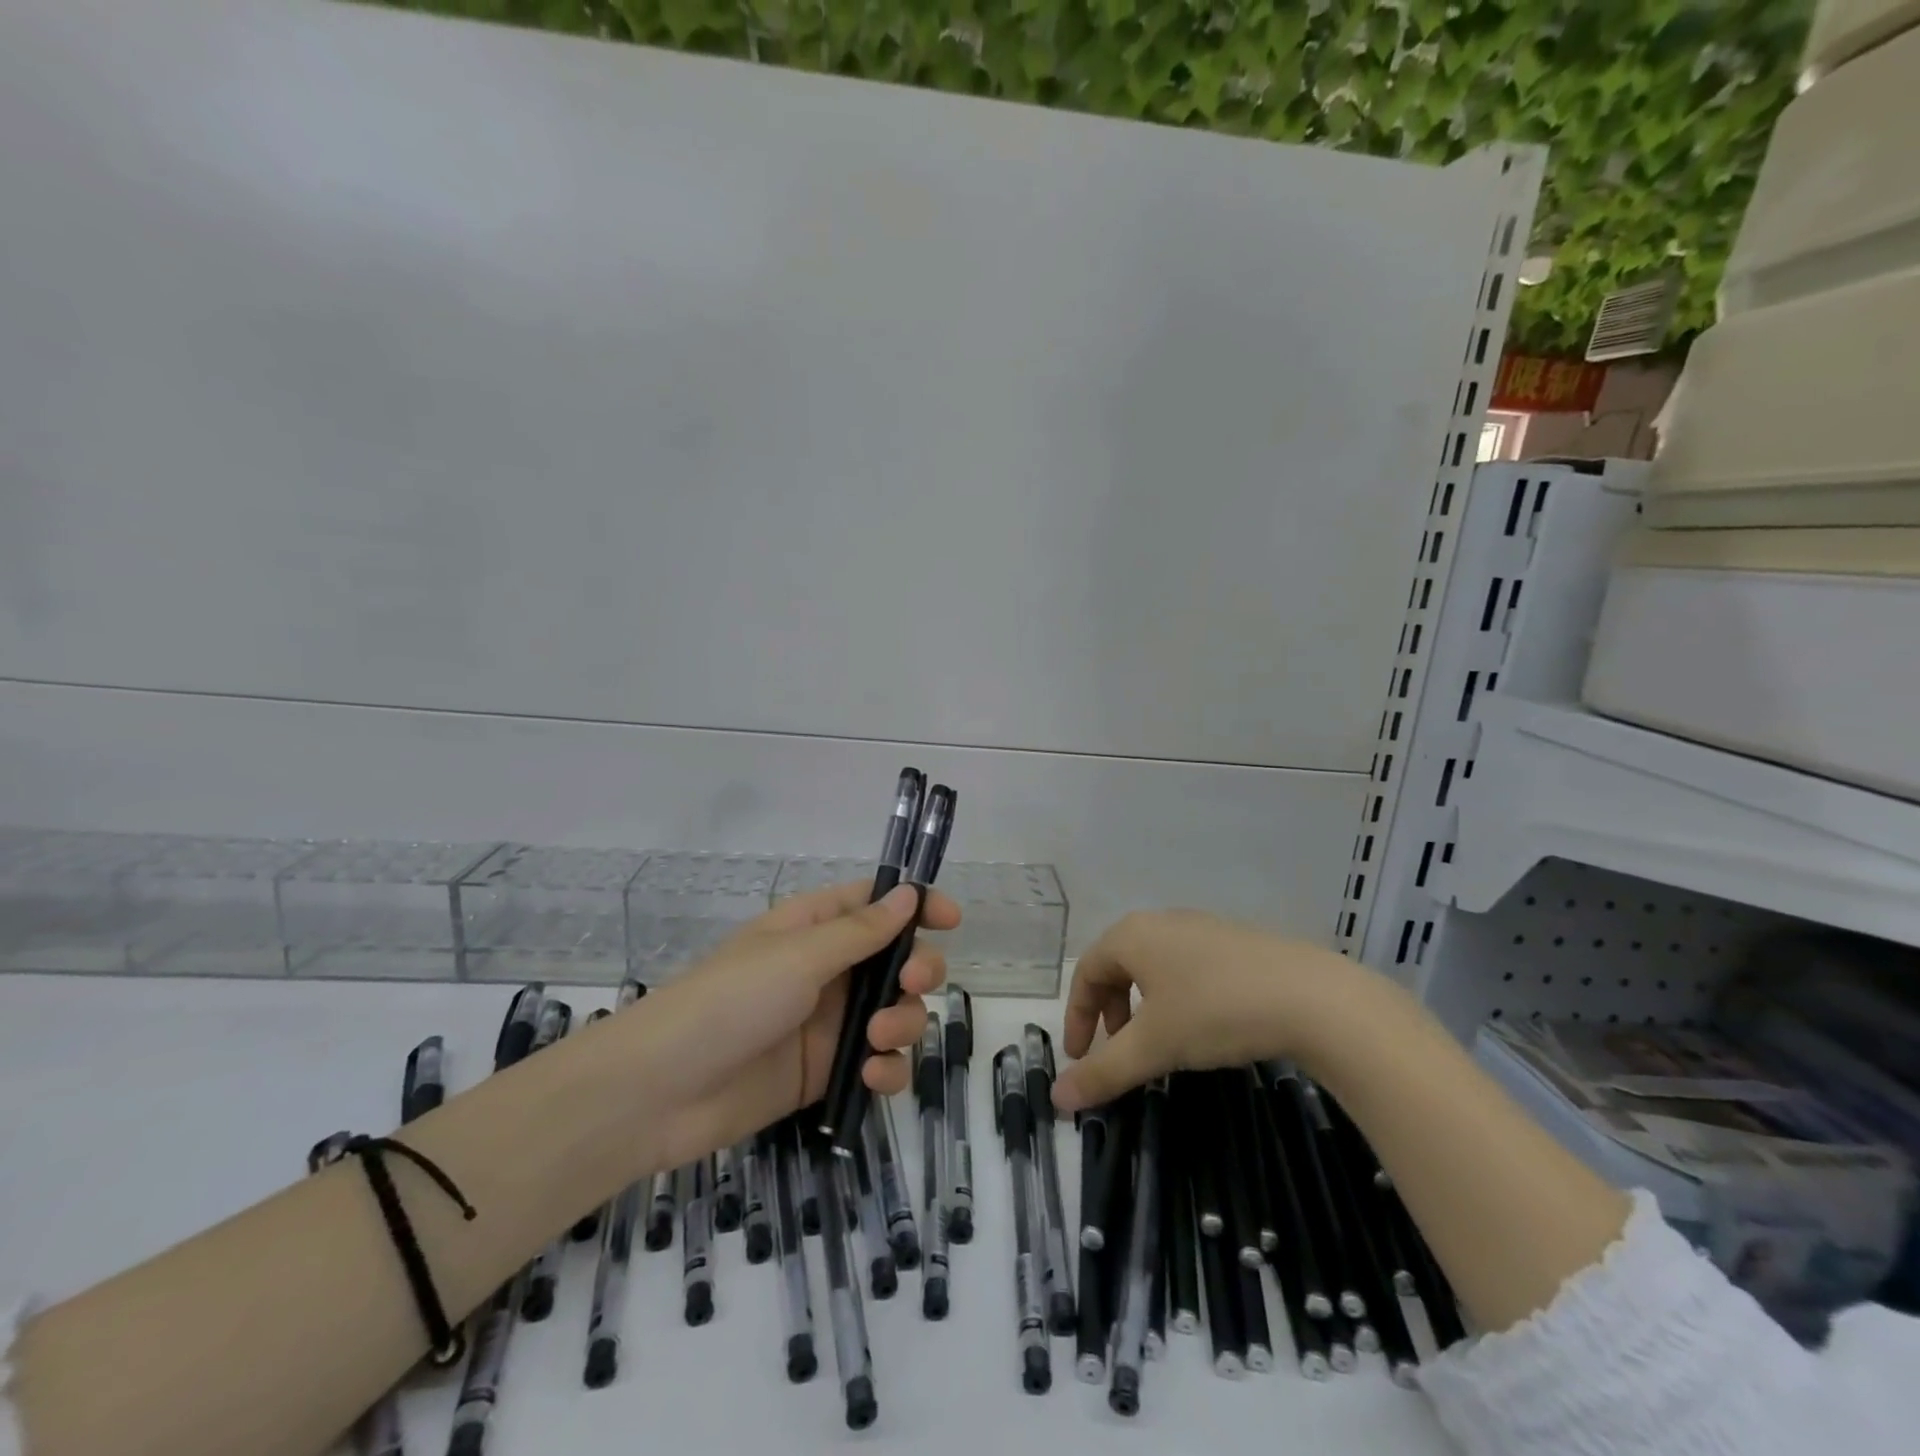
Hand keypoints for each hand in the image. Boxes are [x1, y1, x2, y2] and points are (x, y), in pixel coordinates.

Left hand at [637, 881, 957, 1167]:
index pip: (877, 904)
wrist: (663, 1092)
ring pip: (895, 1013)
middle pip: (898, 960)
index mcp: (815, 927)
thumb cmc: (731, 1000)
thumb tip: (910, 894)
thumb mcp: (799, 955)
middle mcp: (828, 970)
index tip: (951, 920)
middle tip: (911, 983)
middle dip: (917, 970)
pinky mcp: (827, 1072)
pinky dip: (887, 1070)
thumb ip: (862, 931)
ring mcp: (829, 1023)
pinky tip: (874, 1077)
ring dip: (902, 1023)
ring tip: (876, 1040)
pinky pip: (877, 1063)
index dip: (917, 906)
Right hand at [1050, 909, 1363, 1113]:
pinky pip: (1187, 966)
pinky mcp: (1235, 942)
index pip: (1086, 972)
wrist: (1313, 998)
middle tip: (1119, 1049)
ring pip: (1154, 966)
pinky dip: (1176, 997)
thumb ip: (1104, 1071)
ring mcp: (1202, 928)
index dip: (1077, 1016)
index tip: (1082, 1057)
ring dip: (1143, 1005)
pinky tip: (1202, 1026)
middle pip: (1118, 965)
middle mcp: (1161, 922)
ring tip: (1160, 1042)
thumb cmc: (1215, 1011)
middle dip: (1110, 1010)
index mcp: (1132, 935)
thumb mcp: (1154, 1047)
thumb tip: (1057, 1098)